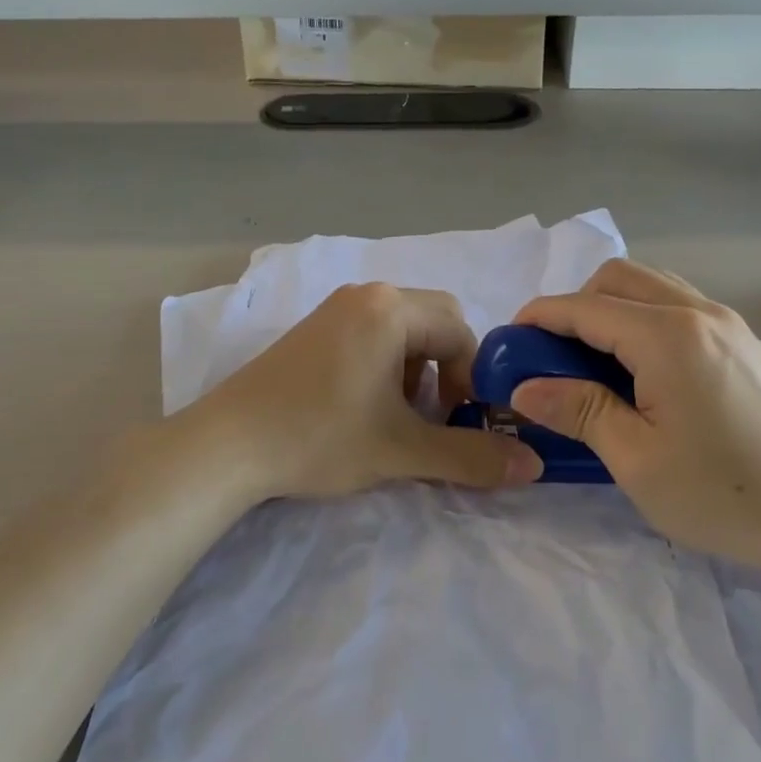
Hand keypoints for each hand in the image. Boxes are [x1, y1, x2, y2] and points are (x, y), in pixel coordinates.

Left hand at [192, 282, 542, 500]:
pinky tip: (363, 407)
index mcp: (391, 308)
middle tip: (433, 415)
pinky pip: (370, 335)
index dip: (473, 379)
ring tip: (397, 416)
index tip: (460, 422)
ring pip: (402, 330)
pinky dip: (385, 366)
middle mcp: (366, 295)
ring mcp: (334, 309)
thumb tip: (535, 466)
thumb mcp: (403, 451)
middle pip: (434, 323)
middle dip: (446, 371)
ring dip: (416, 370)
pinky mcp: (312, 329)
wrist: (225, 445)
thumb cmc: (320, 437)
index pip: (461, 332)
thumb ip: (472, 456)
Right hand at [509, 261, 760, 580]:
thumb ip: (578, 410)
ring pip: (658, 288)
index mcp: (668, 336)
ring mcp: (735, 327)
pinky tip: (652, 376)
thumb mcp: (635, 459)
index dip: (540, 316)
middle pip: (621, 278)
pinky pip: (688, 312)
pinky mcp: (754, 348)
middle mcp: (702, 314)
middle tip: (556, 353)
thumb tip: (524, 387)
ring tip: (599, 362)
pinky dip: (651, 323)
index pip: (586, 307)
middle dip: (578, 304)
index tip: (510, 338)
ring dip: (616, 309)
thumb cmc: (722, 495)